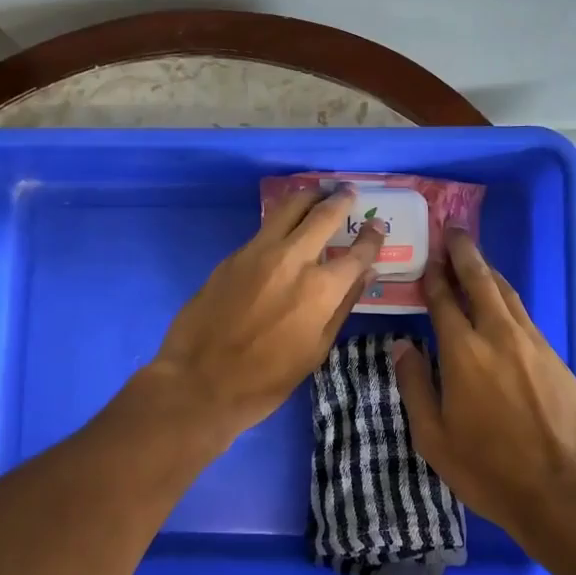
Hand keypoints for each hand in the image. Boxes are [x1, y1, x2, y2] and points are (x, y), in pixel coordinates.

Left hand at [150, 186, 384, 439]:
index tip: (377, 225)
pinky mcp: (233, 256)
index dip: (371, 237)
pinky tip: (286, 224)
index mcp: (320, 289)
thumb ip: (341, 307)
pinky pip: (265, 227)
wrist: (198, 382)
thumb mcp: (315, 351)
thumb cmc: (265, 380)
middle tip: (348, 192)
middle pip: (322, 215)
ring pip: (288, 208)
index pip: (357, 252)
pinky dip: (282, 218)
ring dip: (308, 197)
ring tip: (318, 194)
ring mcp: (258, 252)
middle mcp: (292, 259)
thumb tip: (363, 275)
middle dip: (340, 200)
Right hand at [393, 231, 575, 539]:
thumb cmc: (488, 468)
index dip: (434, 275)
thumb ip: (415, 385)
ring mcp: (533, 344)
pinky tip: (504, 306)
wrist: (565, 489)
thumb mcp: (434, 437)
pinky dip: (509, 300)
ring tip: (476, 260)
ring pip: (508, 294)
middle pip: (481, 282)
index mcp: (463, 351)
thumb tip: (402, 346)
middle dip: (465, 254)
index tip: (428, 255)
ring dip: (489, 273)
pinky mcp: (556, 357)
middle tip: (454, 231)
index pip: (444, 300)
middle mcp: (499, 335)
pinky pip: (526, 316)